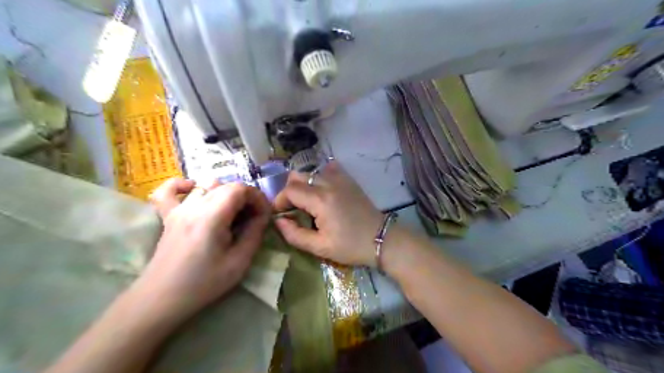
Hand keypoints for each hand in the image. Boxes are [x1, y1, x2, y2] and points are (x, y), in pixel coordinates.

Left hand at [136, 178, 270, 319]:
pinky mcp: (168, 216)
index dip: (257, 198)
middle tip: (253, 219)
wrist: (161, 300)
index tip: (264, 216)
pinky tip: (194, 192)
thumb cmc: (203, 283)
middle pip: (227, 186)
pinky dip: (184, 186)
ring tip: (232, 214)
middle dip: (246, 198)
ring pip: (206, 186)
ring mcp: (178, 209)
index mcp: (212, 216)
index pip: (240, 189)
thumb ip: (254, 234)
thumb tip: (262, 217)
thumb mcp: (239, 262)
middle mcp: (194, 205)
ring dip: (226, 194)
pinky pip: (170, 190)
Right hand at [272, 161, 381, 266]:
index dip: (279, 201)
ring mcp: (340, 179)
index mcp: (320, 200)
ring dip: (303, 185)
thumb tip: (278, 221)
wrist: (381, 239)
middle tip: (292, 209)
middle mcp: (328, 183)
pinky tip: (322, 191)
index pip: (289, 190)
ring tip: (307, 203)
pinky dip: (320, 177)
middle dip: (289, 192)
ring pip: (311, 172)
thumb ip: (294, 234)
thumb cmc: (350, 246)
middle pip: (297, 177)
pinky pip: (328, 170)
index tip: (280, 215)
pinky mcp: (348, 180)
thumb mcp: (320, 247)